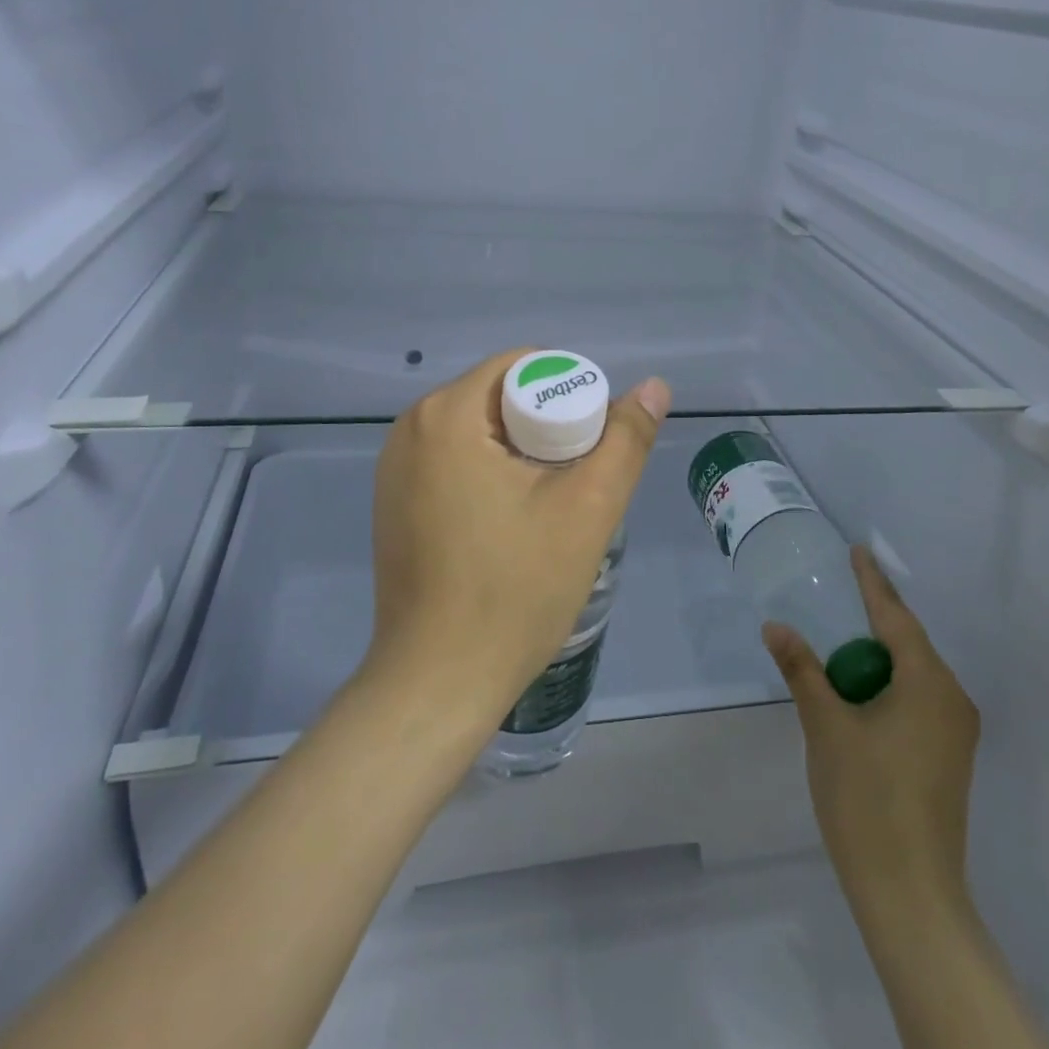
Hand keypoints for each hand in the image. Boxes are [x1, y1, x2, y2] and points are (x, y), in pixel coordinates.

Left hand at [368, 348, 671, 726]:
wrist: (439, 681)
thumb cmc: (515, 589)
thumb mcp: (587, 509)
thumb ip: (626, 439)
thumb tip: (654, 386)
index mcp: (447, 414)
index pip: (523, 367)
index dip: (570, 393)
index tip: (592, 445)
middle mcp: (410, 428)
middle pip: (499, 396)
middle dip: (547, 426)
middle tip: (578, 480)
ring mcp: (394, 467)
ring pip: (478, 430)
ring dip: (521, 451)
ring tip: (552, 503)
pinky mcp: (393, 502)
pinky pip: (454, 461)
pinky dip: (490, 472)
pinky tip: (512, 521)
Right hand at [763, 547, 980, 929]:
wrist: (911, 894)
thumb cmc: (867, 799)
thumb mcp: (826, 726)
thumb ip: (803, 670)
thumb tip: (775, 626)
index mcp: (928, 684)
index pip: (896, 618)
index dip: (873, 583)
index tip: (858, 552)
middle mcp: (951, 700)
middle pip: (910, 642)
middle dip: (877, 614)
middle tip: (845, 586)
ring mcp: (954, 733)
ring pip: (914, 672)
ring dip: (880, 651)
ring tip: (846, 631)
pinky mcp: (947, 757)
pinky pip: (917, 697)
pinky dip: (888, 680)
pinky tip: (861, 684)